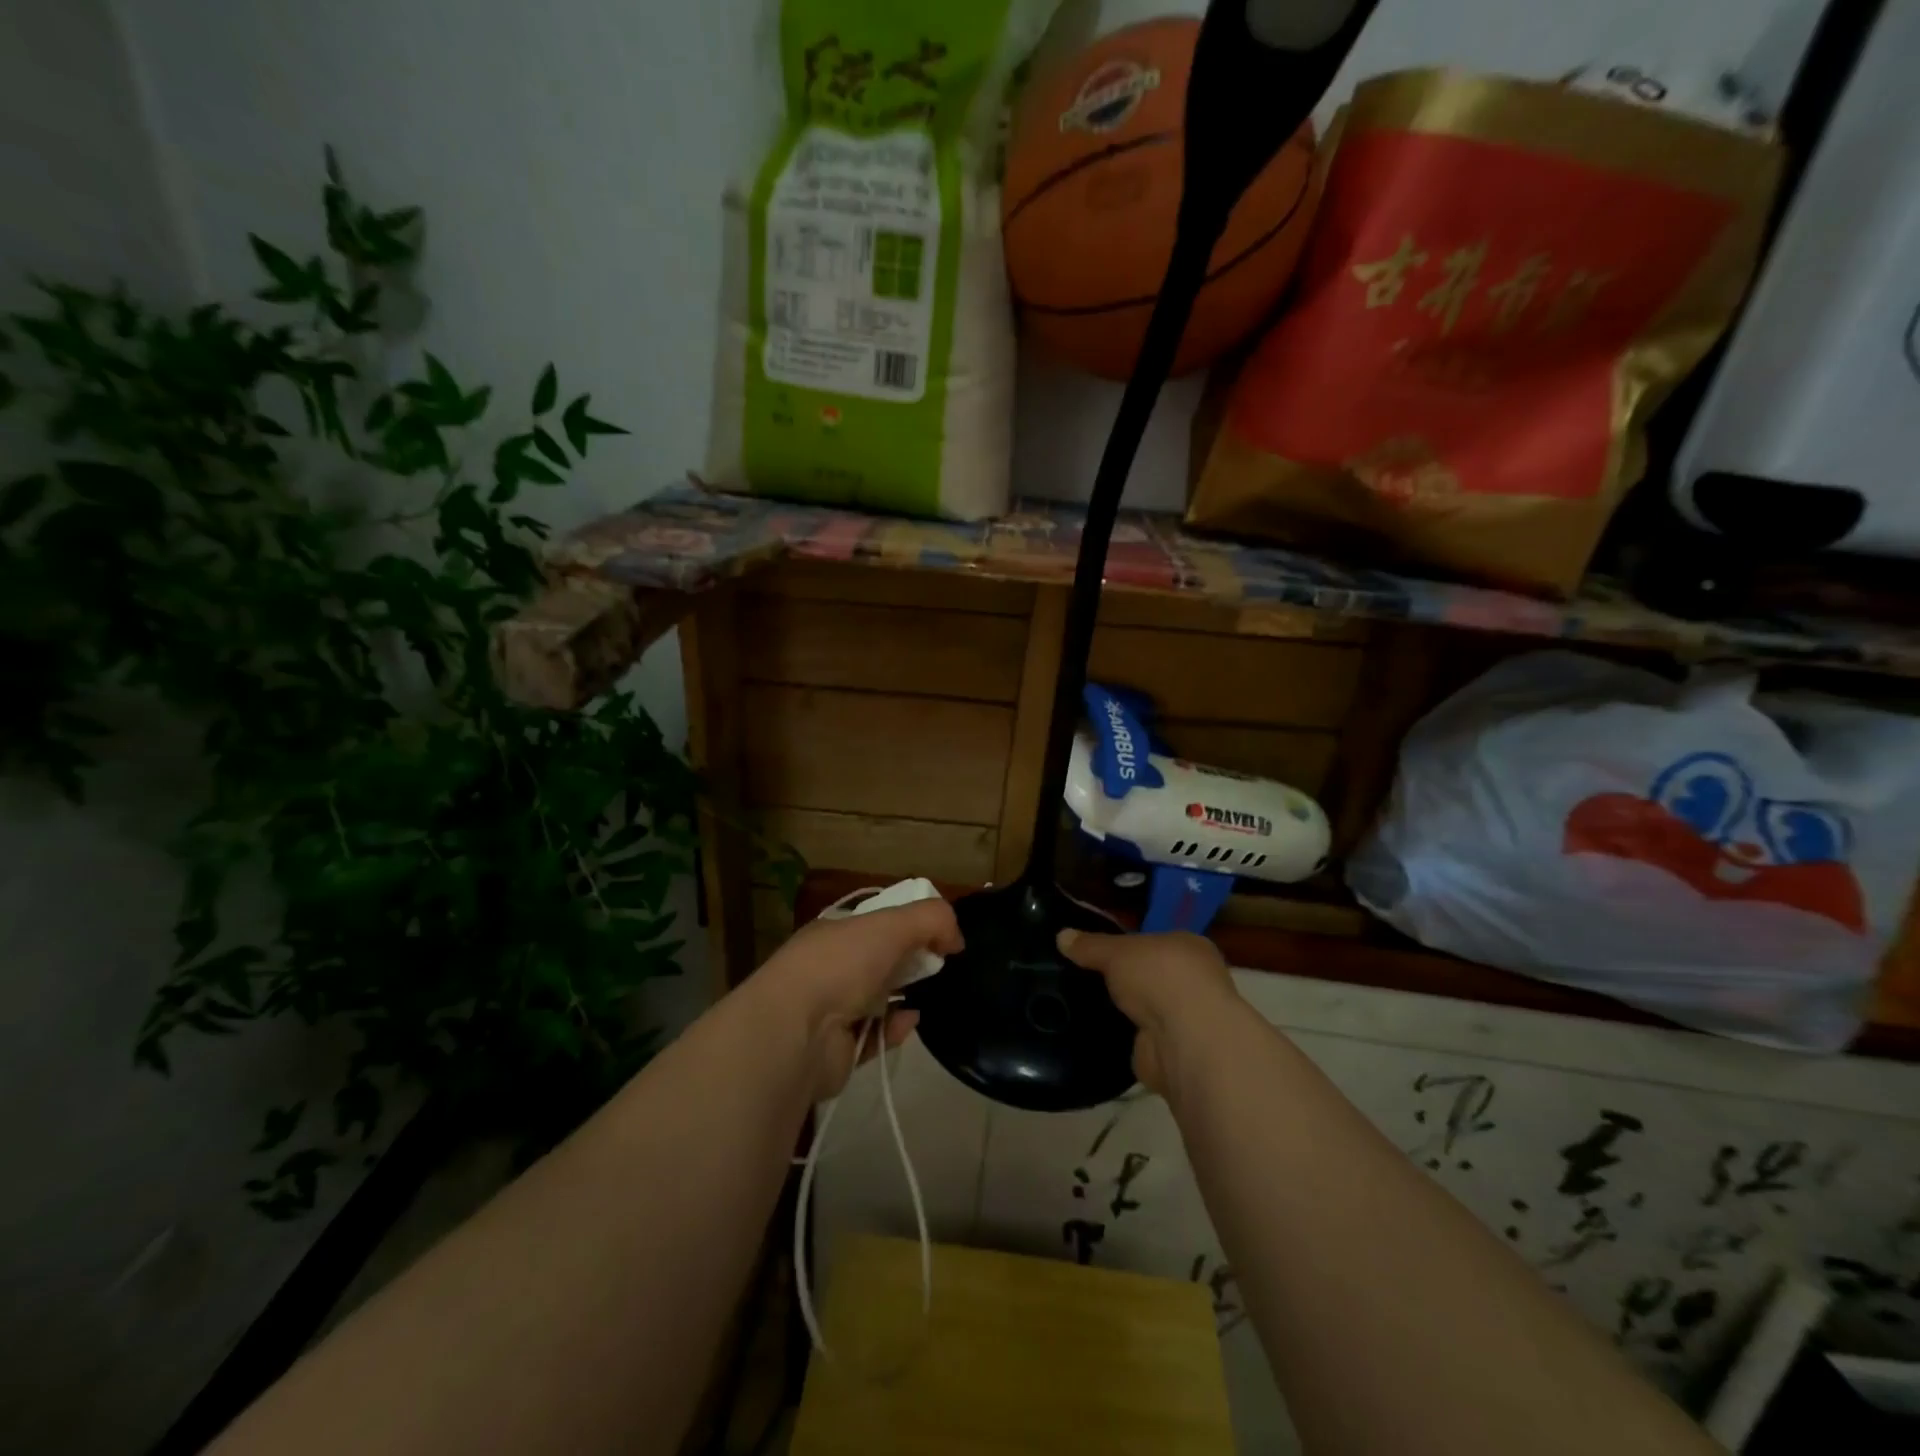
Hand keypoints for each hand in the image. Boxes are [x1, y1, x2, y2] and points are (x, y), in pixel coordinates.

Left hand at [752, 897, 963, 1099]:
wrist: (796, 1033)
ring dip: (905, 996)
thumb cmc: (841, 965)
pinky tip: (909, 1022)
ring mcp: (831, 1010)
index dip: (910, 924)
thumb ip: (932, 919)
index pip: (877, 921)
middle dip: (910, 961)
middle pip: (881, 959)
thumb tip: (956, 938)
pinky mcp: (838, 1050)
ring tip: (930, 995)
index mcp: (835, 932)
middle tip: (940, 966)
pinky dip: (895, 1029)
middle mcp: (830, 967)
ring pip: (879, 999)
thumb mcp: (892, 924)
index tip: (941, 935)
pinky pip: (876, 1036)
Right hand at [1057, 929, 1243, 1093]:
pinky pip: (1137, 1036)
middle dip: (1122, 978)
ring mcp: (1183, 1018)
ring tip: (1081, 1002)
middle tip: (1082, 976)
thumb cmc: (1159, 977)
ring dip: (1122, 1008)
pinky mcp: (1169, 1049)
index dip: (1127, 944)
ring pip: (1144, 1006)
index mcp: (1189, 947)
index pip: (1154, 941)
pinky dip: (1120, 1035)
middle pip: (1148, 975)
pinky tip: (1093, 1029)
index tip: (1096, 950)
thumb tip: (1061, 936)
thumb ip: (1090, 945)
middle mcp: (1192, 981)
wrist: (1184, 1040)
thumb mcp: (1117, 951)